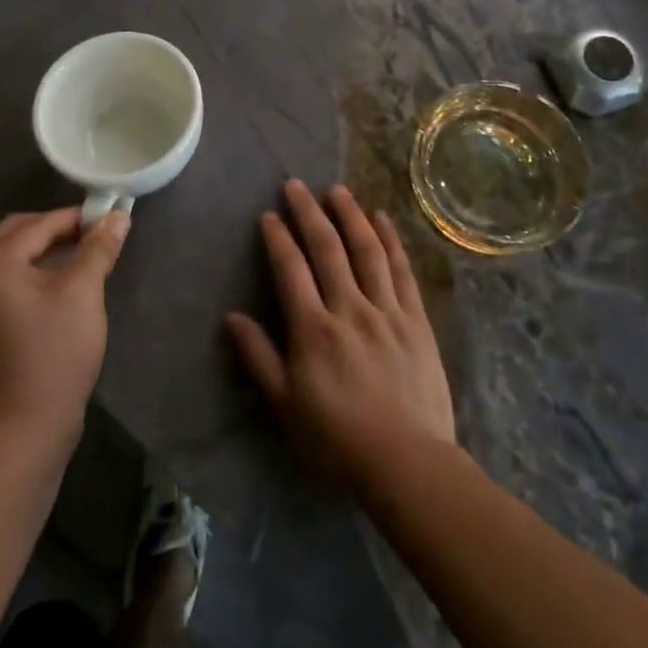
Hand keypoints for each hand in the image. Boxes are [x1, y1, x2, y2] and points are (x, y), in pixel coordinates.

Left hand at [0, 207, 129, 452]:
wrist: (27, 427)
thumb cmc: (55, 352)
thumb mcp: (83, 292)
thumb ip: (98, 248)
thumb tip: (118, 215)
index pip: (39, 223)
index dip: (78, 217)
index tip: (112, 216)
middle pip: (19, 233)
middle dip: (58, 228)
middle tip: (96, 233)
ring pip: (16, 256)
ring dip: (49, 249)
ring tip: (87, 254)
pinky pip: (13, 280)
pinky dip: (39, 271)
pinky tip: (68, 282)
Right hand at [225, 181, 454, 496]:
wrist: (407, 462)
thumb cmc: (338, 439)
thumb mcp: (285, 406)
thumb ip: (258, 357)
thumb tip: (231, 317)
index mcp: (313, 329)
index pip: (291, 270)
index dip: (278, 238)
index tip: (269, 215)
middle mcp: (349, 308)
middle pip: (327, 249)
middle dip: (309, 213)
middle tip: (296, 185)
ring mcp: (387, 311)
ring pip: (367, 251)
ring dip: (350, 216)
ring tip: (337, 190)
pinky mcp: (416, 320)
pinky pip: (402, 271)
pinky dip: (391, 241)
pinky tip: (382, 220)